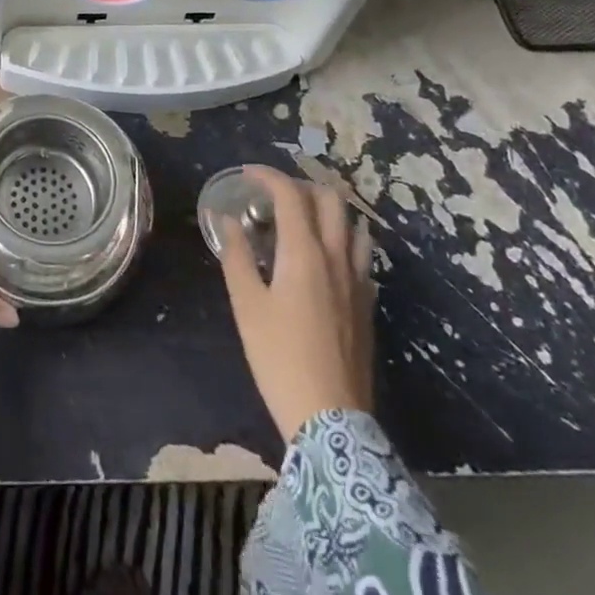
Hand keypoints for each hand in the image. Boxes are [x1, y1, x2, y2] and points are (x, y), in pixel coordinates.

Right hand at [216, 166, 374, 440]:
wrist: (330, 419)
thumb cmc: (279, 357)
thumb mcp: (246, 304)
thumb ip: (236, 256)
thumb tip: (226, 220)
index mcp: (304, 252)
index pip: (290, 194)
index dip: (268, 176)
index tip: (247, 175)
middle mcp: (336, 257)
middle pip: (330, 199)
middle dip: (302, 185)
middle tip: (274, 194)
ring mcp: (358, 281)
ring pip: (353, 225)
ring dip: (328, 210)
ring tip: (302, 218)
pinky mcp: (368, 305)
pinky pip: (361, 255)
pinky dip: (342, 240)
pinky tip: (324, 258)